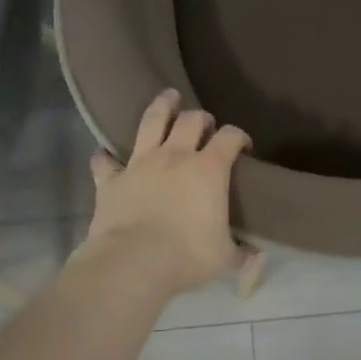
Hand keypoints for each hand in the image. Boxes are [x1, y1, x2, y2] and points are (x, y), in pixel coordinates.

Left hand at [79, 89, 252, 295]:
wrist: (134, 262)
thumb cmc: (187, 255)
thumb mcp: (223, 257)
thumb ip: (240, 252)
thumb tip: (256, 256)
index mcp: (209, 169)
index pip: (230, 137)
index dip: (239, 136)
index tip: (243, 146)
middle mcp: (176, 156)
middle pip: (191, 120)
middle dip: (202, 118)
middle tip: (205, 124)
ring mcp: (140, 163)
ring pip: (151, 121)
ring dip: (161, 106)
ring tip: (168, 97)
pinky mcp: (111, 179)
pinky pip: (104, 162)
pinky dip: (105, 157)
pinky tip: (105, 155)